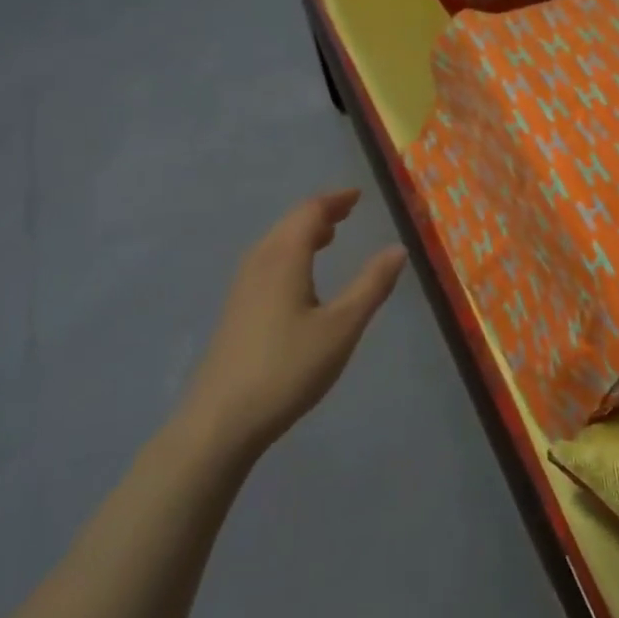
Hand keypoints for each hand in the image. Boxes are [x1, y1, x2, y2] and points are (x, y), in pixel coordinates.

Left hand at [175, 190, 406, 460]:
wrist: (220, 421)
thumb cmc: (287, 368)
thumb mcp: (342, 327)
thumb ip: (371, 285)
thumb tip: (398, 248)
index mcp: (284, 257)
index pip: (310, 212)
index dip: (335, 200)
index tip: (358, 196)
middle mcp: (259, 262)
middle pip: (289, 223)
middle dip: (320, 213)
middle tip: (348, 211)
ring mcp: (242, 287)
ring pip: (275, 243)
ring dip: (302, 232)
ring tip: (328, 236)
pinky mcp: (236, 310)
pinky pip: (266, 262)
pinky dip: (289, 252)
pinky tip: (299, 278)